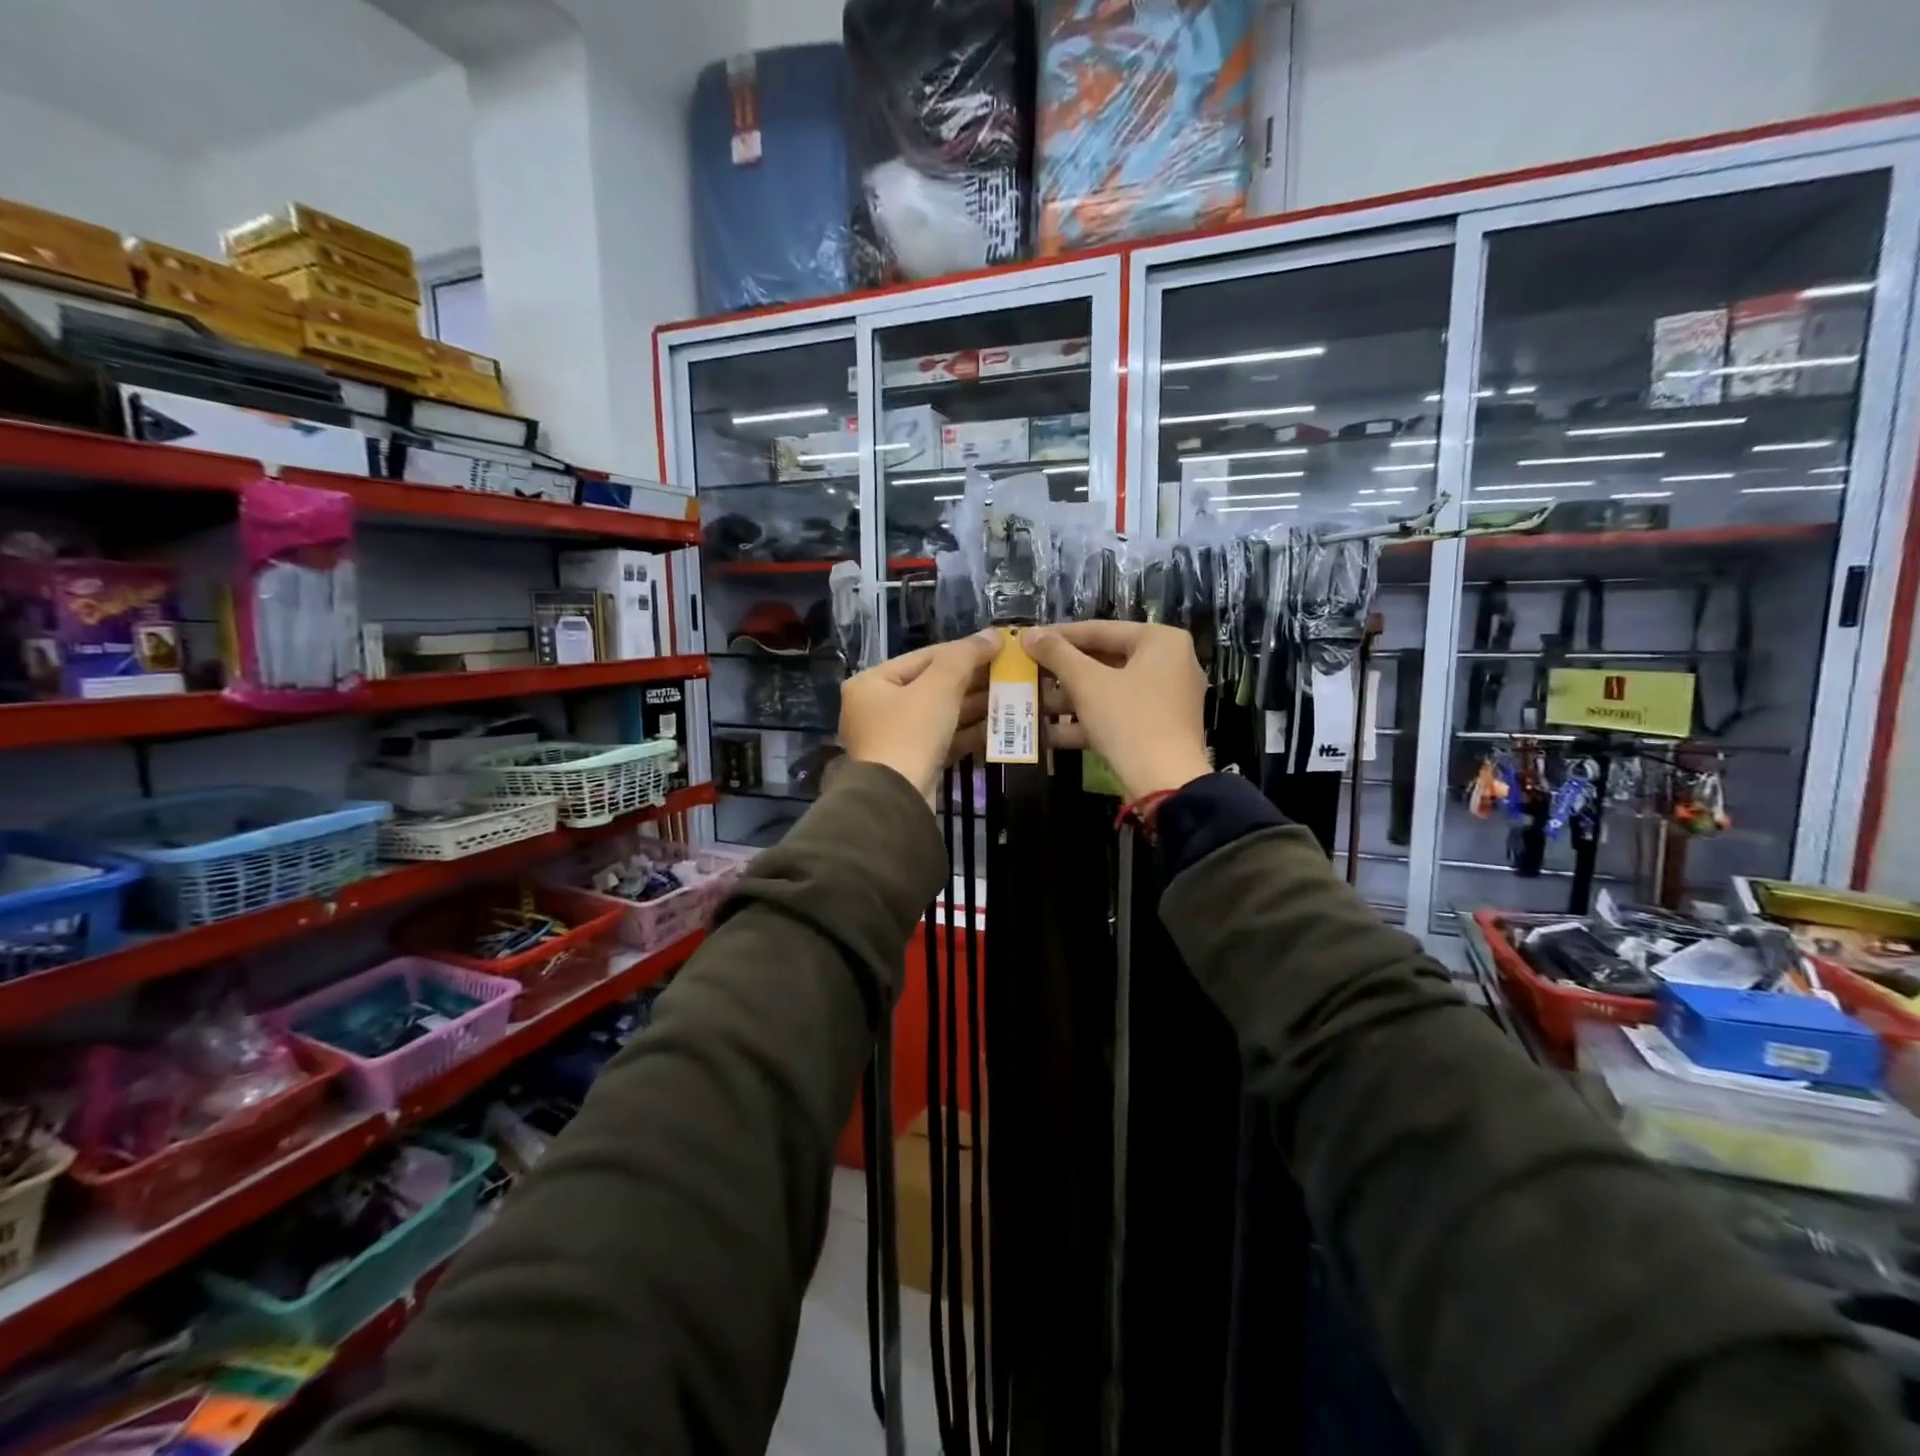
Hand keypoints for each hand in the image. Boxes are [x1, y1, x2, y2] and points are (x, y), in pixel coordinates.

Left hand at [840, 631, 1000, 802]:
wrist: (896, 799)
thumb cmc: (911, 732)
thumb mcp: (939, 686)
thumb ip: (965, 656)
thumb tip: (993, 634)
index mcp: (871, 683)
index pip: (924, 657)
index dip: (964, 650)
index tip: (998, 648)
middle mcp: (877, 708)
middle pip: (932, 686)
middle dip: (972, 681)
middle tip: (1009, 674)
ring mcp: (893, 739)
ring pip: (940, 714)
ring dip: (975, 706)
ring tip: (1011, 698)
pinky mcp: (911, 764)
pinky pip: (942, 739)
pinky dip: (968, 732)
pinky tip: (998, 727)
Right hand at [1021, 622, 1211, 801]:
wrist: (1165, 783)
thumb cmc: (1128, 719)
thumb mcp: (1087, 683)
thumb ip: (1057, 654)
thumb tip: (1028, 634)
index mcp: (1161, 641)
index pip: (1101, 630)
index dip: (1060, 636)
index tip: (1028, 640)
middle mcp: (1170, 664)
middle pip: (1105, 660)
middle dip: (1063, 672)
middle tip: (1029, 671)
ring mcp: (1166, 699)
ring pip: (1109, 690)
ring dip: (1069, 699)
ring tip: (1032, 702)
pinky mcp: (1158, 729)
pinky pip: (1118, 715)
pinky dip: (1087, 721)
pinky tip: (1049, 733)